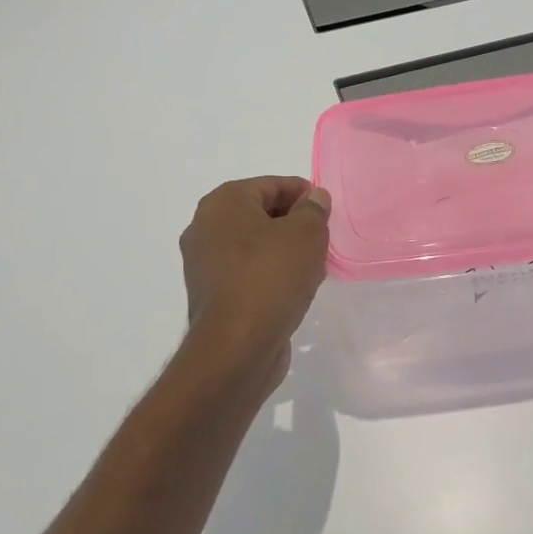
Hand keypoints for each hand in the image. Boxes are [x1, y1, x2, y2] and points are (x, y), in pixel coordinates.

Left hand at [177, 177, 332, 386]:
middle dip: (294, 223)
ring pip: (255, 245)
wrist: (237, 348)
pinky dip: (271, 274)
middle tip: (324, 238)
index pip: (271, 185)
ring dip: (284, 251)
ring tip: (314, 266)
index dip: (304, 194)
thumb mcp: (306, 234)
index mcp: (223, 203)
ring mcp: (205, 264)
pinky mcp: (212, 295)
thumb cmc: (271, 277)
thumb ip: (314, 209)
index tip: (328, 210)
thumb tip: (314, 198)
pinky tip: (295, 289)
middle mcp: (205, 228)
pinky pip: (248, 272)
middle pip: (261, 213)